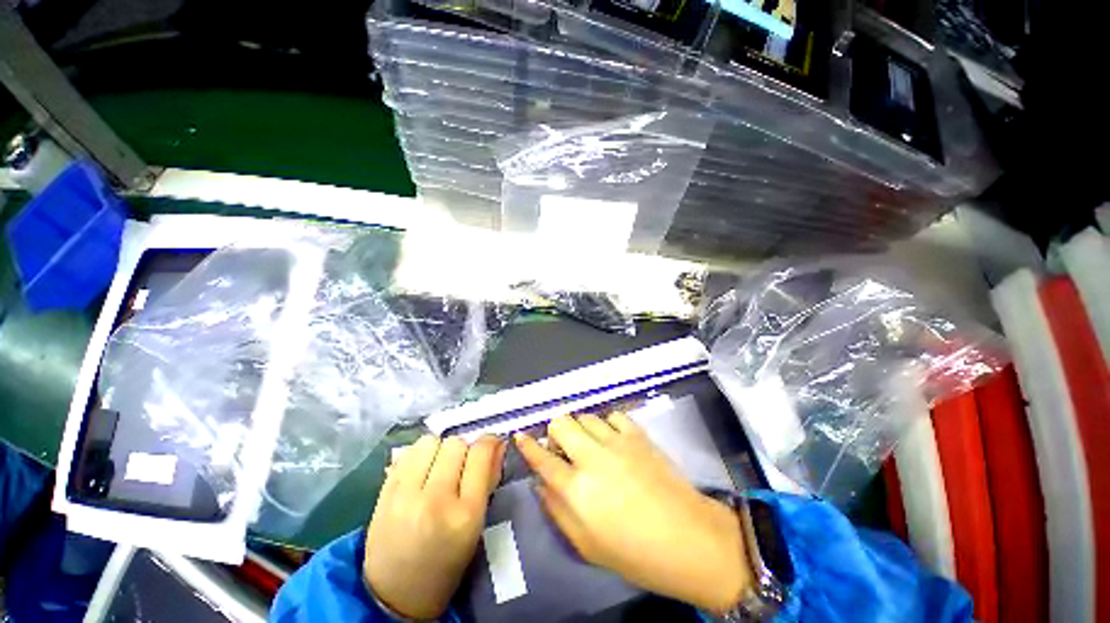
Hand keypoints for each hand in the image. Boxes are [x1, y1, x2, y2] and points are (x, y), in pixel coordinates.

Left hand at [365, 435, 505, 619]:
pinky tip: (420, 471)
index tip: (491, 444)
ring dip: (439, 449)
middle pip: (456, 444)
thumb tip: (497, 445)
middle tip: (461, 466)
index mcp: (465, 514)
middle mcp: (435, 500)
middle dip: (464, 450)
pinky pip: (407, 453)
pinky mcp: (383, 493)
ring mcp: (405, 496)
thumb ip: (489, 481)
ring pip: (430, 442)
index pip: (481, 455)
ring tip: (438, 467)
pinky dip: (419, 456)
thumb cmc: (446, 564)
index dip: (489, 442)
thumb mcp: (476, 527)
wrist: (394, 596)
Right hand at [515, 413, 751, 613]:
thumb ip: (557, 510)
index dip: (527, 445)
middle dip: (555, 430)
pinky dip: (606, 424)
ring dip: (580, 427)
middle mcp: (591, 457)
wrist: (687, 538)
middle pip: (561, 424)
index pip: (541, 458)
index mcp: (576, 489)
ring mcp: (616, 441)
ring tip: (588, 443)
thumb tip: (541, 483)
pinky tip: (612, 438)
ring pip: (585, 416)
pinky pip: (612, 415)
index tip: (521, 435)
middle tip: (562, 445)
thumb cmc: (634, 552)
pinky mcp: (637, 435)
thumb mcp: (585, 545)